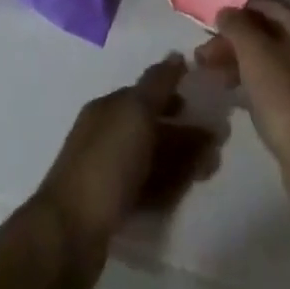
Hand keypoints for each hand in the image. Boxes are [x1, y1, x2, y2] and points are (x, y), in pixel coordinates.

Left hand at [33, 54, 217, 277]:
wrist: (70, 232)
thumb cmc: (106, 162)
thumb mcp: (135, 112)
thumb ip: (157, 84)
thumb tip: (176, 56)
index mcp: (109, 108)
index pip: (147, 93)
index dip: (176, 95)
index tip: (208, 104)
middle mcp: (108, 135)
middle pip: (153, 128)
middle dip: (186, 132)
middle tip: (219, 142)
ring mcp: (109, 173)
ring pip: (153, 160)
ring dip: (183, 161)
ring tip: (212, 168)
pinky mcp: (113, 208)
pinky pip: (148, 189)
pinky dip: (169, 187)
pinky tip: (187, 192)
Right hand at [195, 0, 289, 195]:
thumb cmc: (286, 97)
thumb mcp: (254, 52)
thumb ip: (236, 25)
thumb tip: (226, 12)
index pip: (267, 4)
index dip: (237, 11)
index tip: (211, 26)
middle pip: (268, 34)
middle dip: (234, 42)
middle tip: (202, 56)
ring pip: (271, 61)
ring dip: (240, 64)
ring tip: (212, 76)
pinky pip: (277, 86)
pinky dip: (254, 85)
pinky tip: (234, 95)